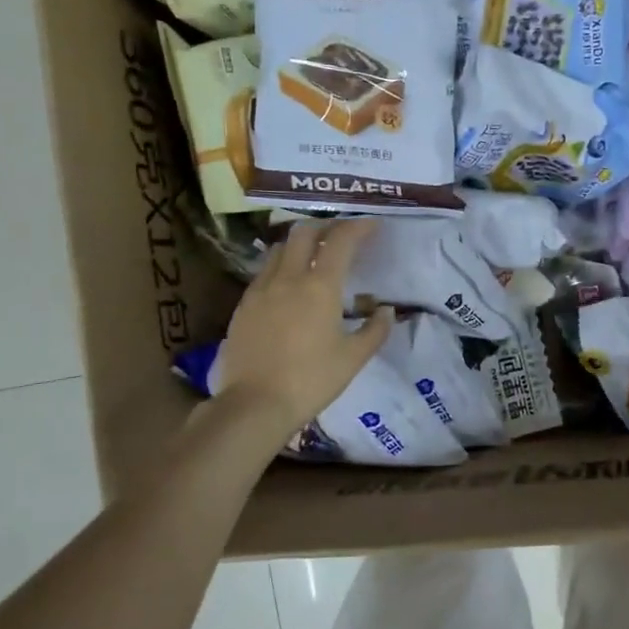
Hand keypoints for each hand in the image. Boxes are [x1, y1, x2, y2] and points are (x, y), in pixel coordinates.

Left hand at [212, 219, 393, 433]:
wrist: (254, 404)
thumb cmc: (311, 380)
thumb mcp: (353, 358)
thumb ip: (375, 330)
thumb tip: (385, 311)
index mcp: (319, 286)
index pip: (340, 241)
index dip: (358, 227)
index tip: (372, 224)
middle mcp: (288, 278)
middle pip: (303, 233)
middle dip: (325, 227)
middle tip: (341, 235)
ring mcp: (260, 290)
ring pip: (279, 249)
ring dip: (299, 244)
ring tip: (312, 256)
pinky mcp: (243, 306)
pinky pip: (264, 272)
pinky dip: (280, 266)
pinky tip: (287, 286)